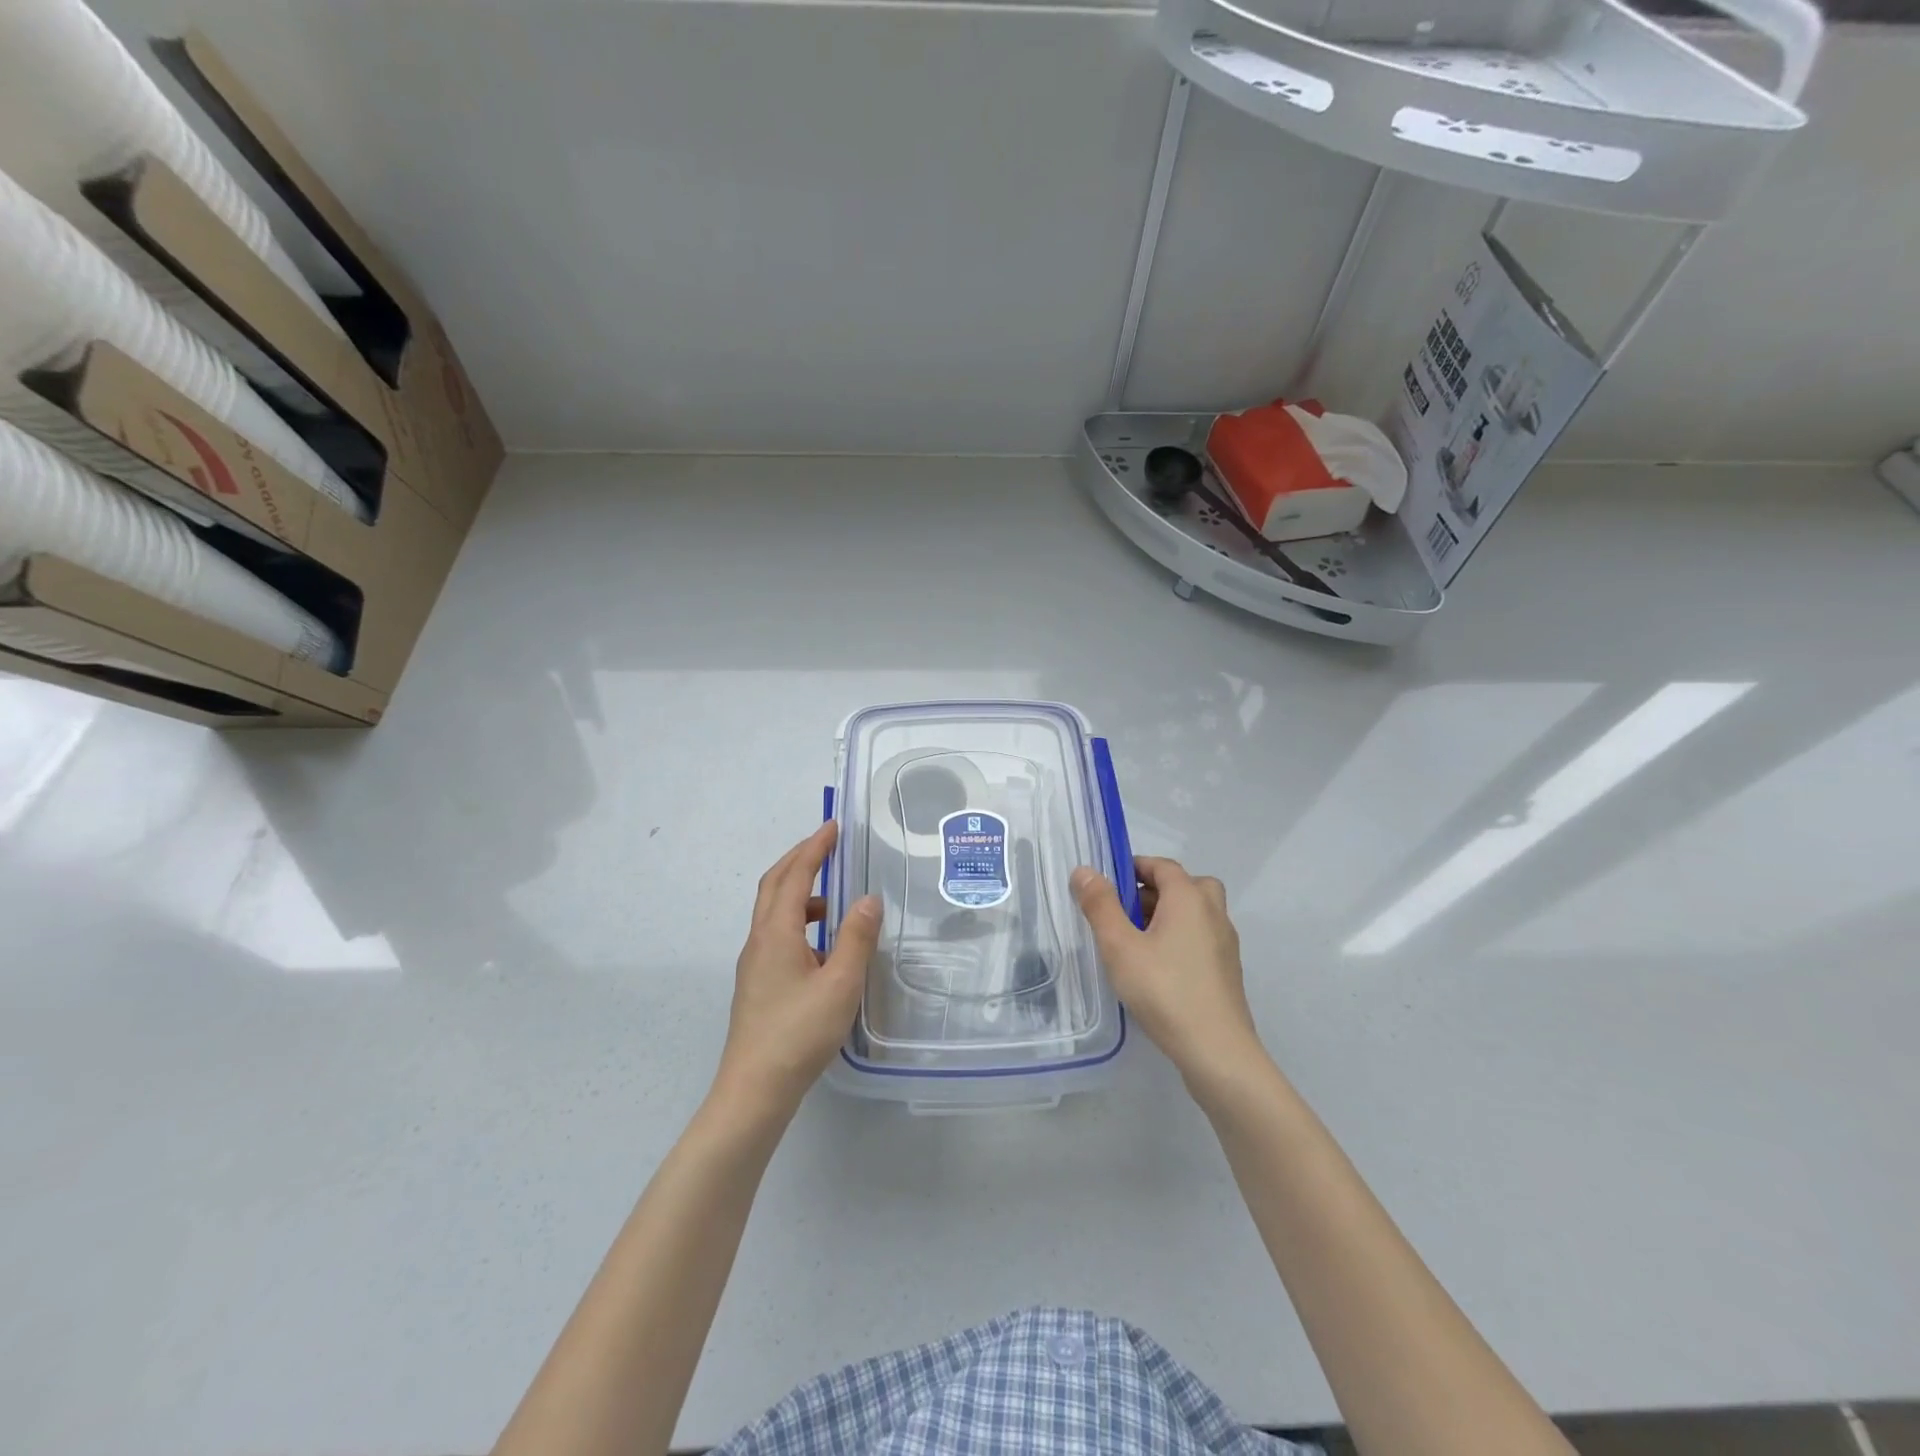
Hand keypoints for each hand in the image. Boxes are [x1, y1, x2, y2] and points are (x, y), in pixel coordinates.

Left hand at [712, 822, 881, 1122]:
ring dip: (800, 891)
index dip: (814, 848)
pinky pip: (777, 934)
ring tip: (835, 898)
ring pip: (774, 911)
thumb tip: (869, 899)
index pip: (795, 875)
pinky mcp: (757, 983)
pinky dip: (800, 921)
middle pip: (774, 885)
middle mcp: (759, 940)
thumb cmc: (799, 1033)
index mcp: (776, 933)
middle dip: (800, 859)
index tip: (834, 826)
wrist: (754, 1089)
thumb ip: (856, 938)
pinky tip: (823, 946)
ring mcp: (754, 963)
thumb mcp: (839, 984)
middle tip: (828, 845)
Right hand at [1070, 856, 1267, 1090]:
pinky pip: (1201, 938)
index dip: (1135, 867)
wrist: (1217, 1051)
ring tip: (1136, 942)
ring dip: (1168, 915)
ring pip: (1196, 913)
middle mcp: (1213, 913)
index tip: (1108, 884)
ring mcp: (1225, 943)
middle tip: (1125, 912)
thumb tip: (1084, 871)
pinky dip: (1180, 939)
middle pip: (1185, 885)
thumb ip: (1100, 905)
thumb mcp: (1120, 946)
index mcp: (1189, 898)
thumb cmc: (1164, 990)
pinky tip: (1158, 968)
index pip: (1163, 866)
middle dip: (1154, 891)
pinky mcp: (1227, 971)